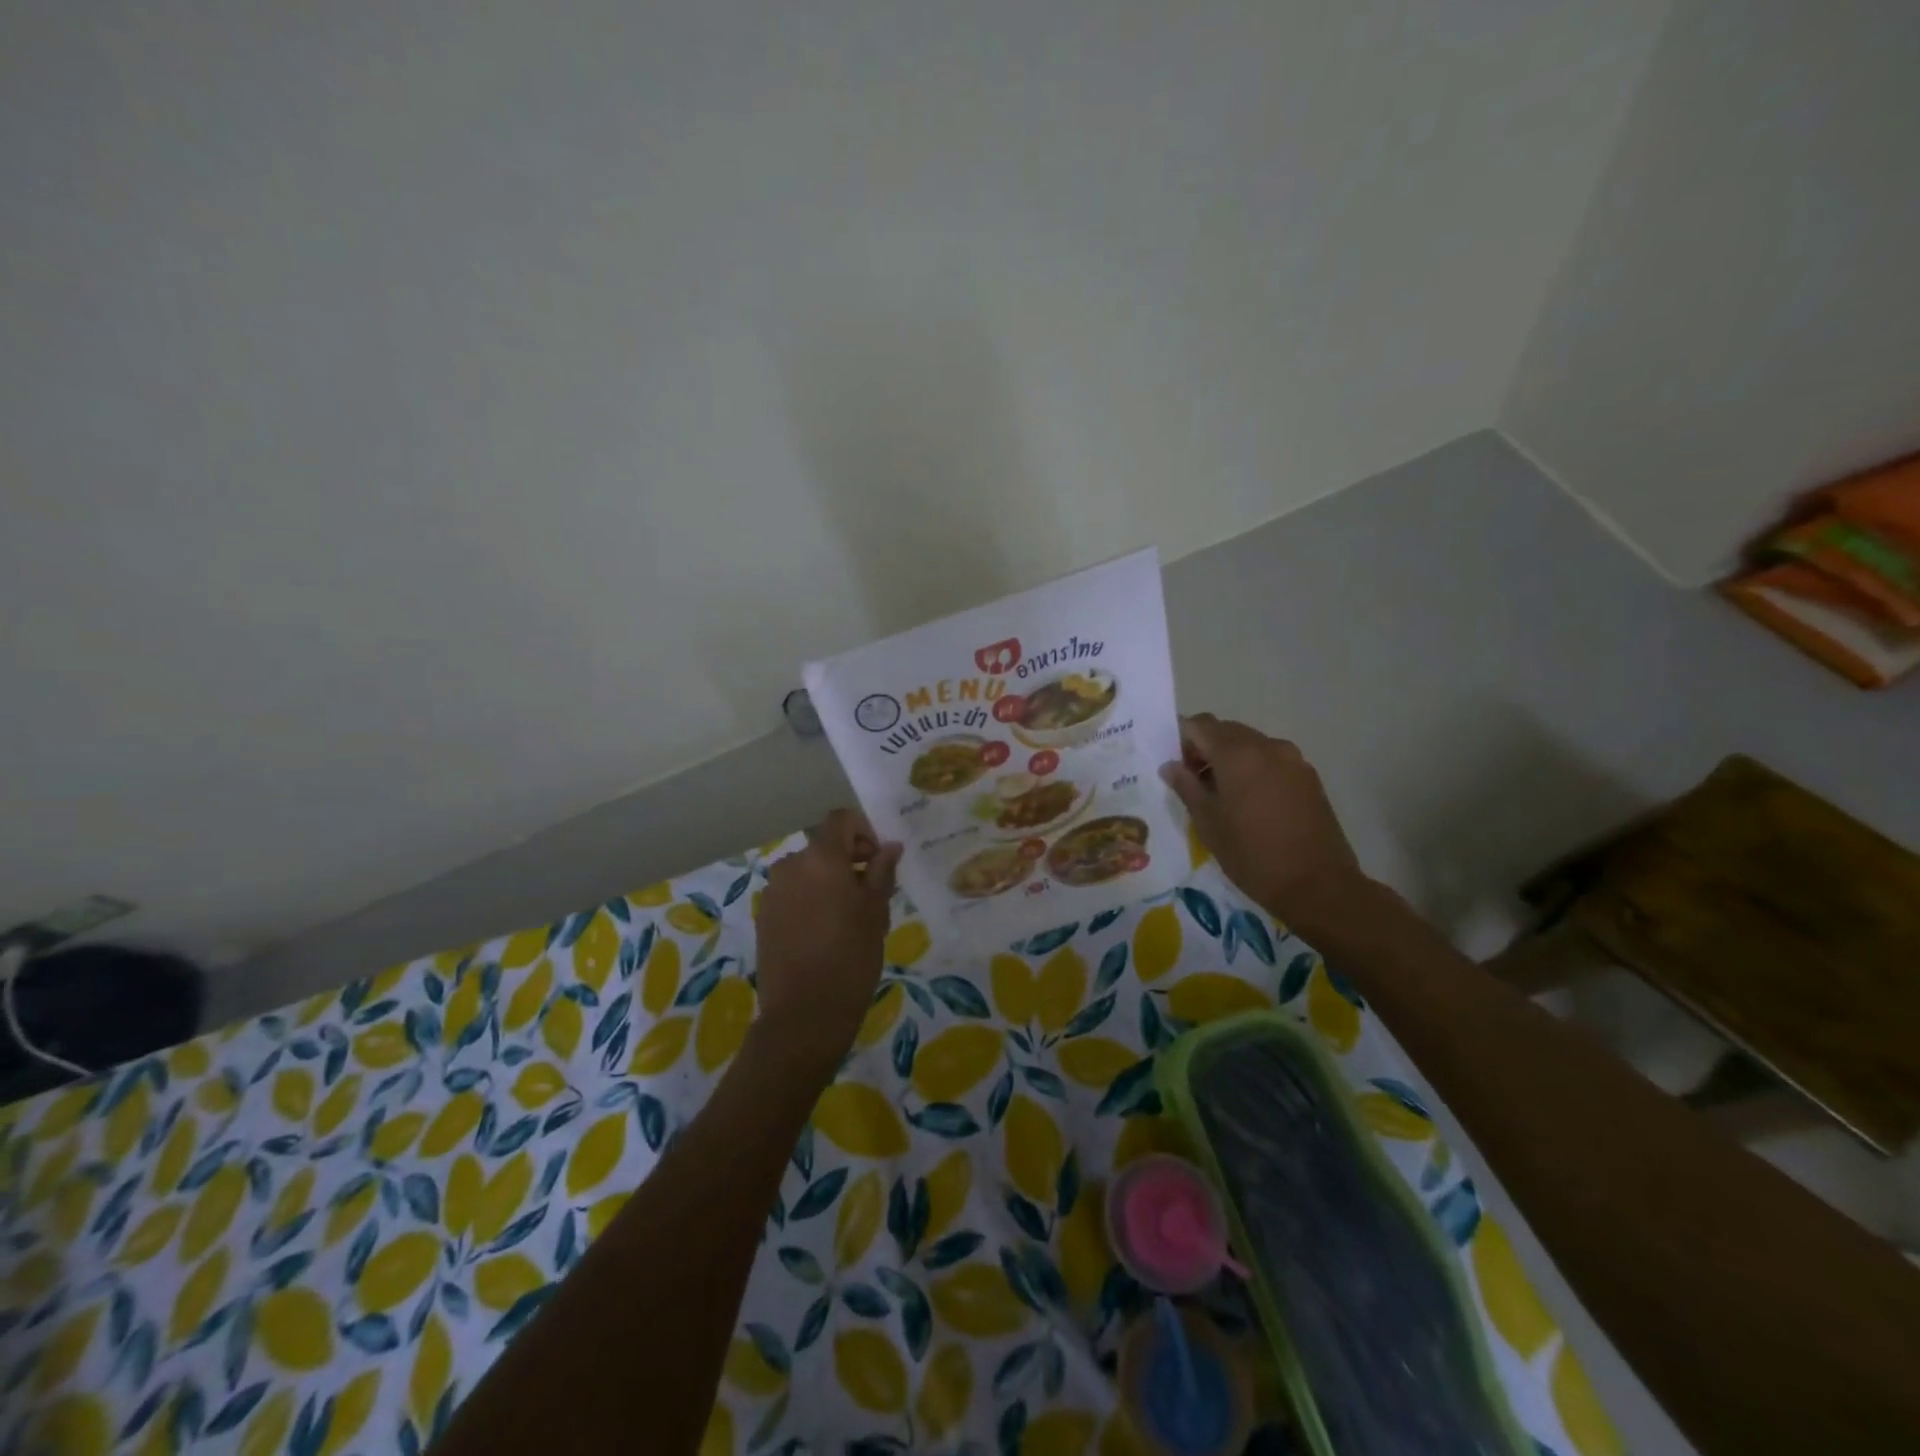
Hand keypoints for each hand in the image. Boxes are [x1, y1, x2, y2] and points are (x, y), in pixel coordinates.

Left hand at [752, 810, 903, 1063]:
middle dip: (849, 862)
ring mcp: (773, 891)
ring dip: (829, 883)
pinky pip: (793, 894)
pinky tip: (824, 936)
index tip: (878, 862)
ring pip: (808, 872)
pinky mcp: (763, 917)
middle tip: (871, 897)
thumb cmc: (851, 956)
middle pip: (824, 848)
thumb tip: (890, 846)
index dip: (864, 832)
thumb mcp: (876, 911)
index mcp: (821, 858)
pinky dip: (810, 901)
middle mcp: (791, 865)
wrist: (804, 1014)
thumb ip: (882, 871)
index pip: (841, 819)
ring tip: (848, 920)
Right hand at [1160, 714, 1364, 924]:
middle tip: (1194, 782)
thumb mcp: (1208, 824)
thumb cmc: (1252, 855)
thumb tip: (1170, 766)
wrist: (1318, 885)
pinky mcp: (1309, 776)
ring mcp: (1293, 759)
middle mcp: (1267, 746)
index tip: (1175, 766)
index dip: (1181, 739)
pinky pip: (1272, 759)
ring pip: (1251, 744)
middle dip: (1205, 747)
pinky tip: (1251, 802)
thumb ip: (1186, 787)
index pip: (1200, 725)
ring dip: (1231, 758)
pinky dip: (1254, 768)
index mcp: (1237, 754)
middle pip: (1226, 730)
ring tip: (1222, 795)